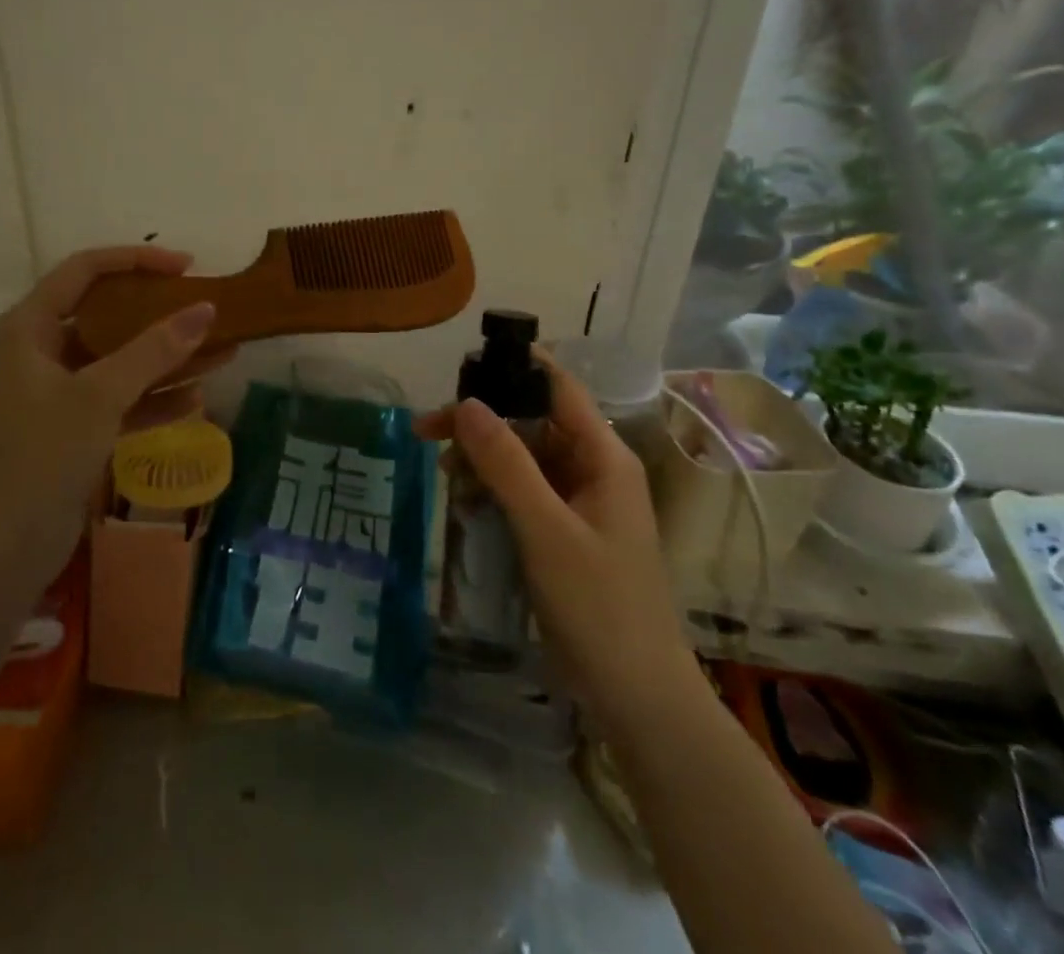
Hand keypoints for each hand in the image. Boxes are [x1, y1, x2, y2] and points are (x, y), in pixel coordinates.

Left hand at [0, 246, 222, 583]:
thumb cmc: (40, 457)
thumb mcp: (99, 396)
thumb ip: (154, 350)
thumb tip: (206, 308)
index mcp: (26, 327)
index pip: (84, 270)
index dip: (137, 260)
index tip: (187, 266)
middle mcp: (36, 350)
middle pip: (104, 314)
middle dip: (159, 315)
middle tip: (206, 310)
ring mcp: (52, 392)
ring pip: (117, 360)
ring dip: (165, 360)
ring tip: (221, 353)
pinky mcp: (68, 428)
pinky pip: (117, 399)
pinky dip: (151, 398)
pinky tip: (195, 400)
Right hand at [416, 349, 695, 725]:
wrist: (636, 697)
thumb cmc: (598, 606)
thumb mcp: (545, 530)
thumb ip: (506, 464)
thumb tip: (466, 403)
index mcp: (603, 456)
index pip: (558, 388)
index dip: (514, 367)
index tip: (461, 367)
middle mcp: (593, 468)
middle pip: (531, 420)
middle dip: (481, 421)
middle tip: (427, 430)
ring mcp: (579, 501)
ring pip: (523, 455)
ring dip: (482, 456)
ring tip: (442, 472)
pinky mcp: (564, 529)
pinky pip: (523, 489)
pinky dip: (492, 487)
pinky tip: (464, 500)